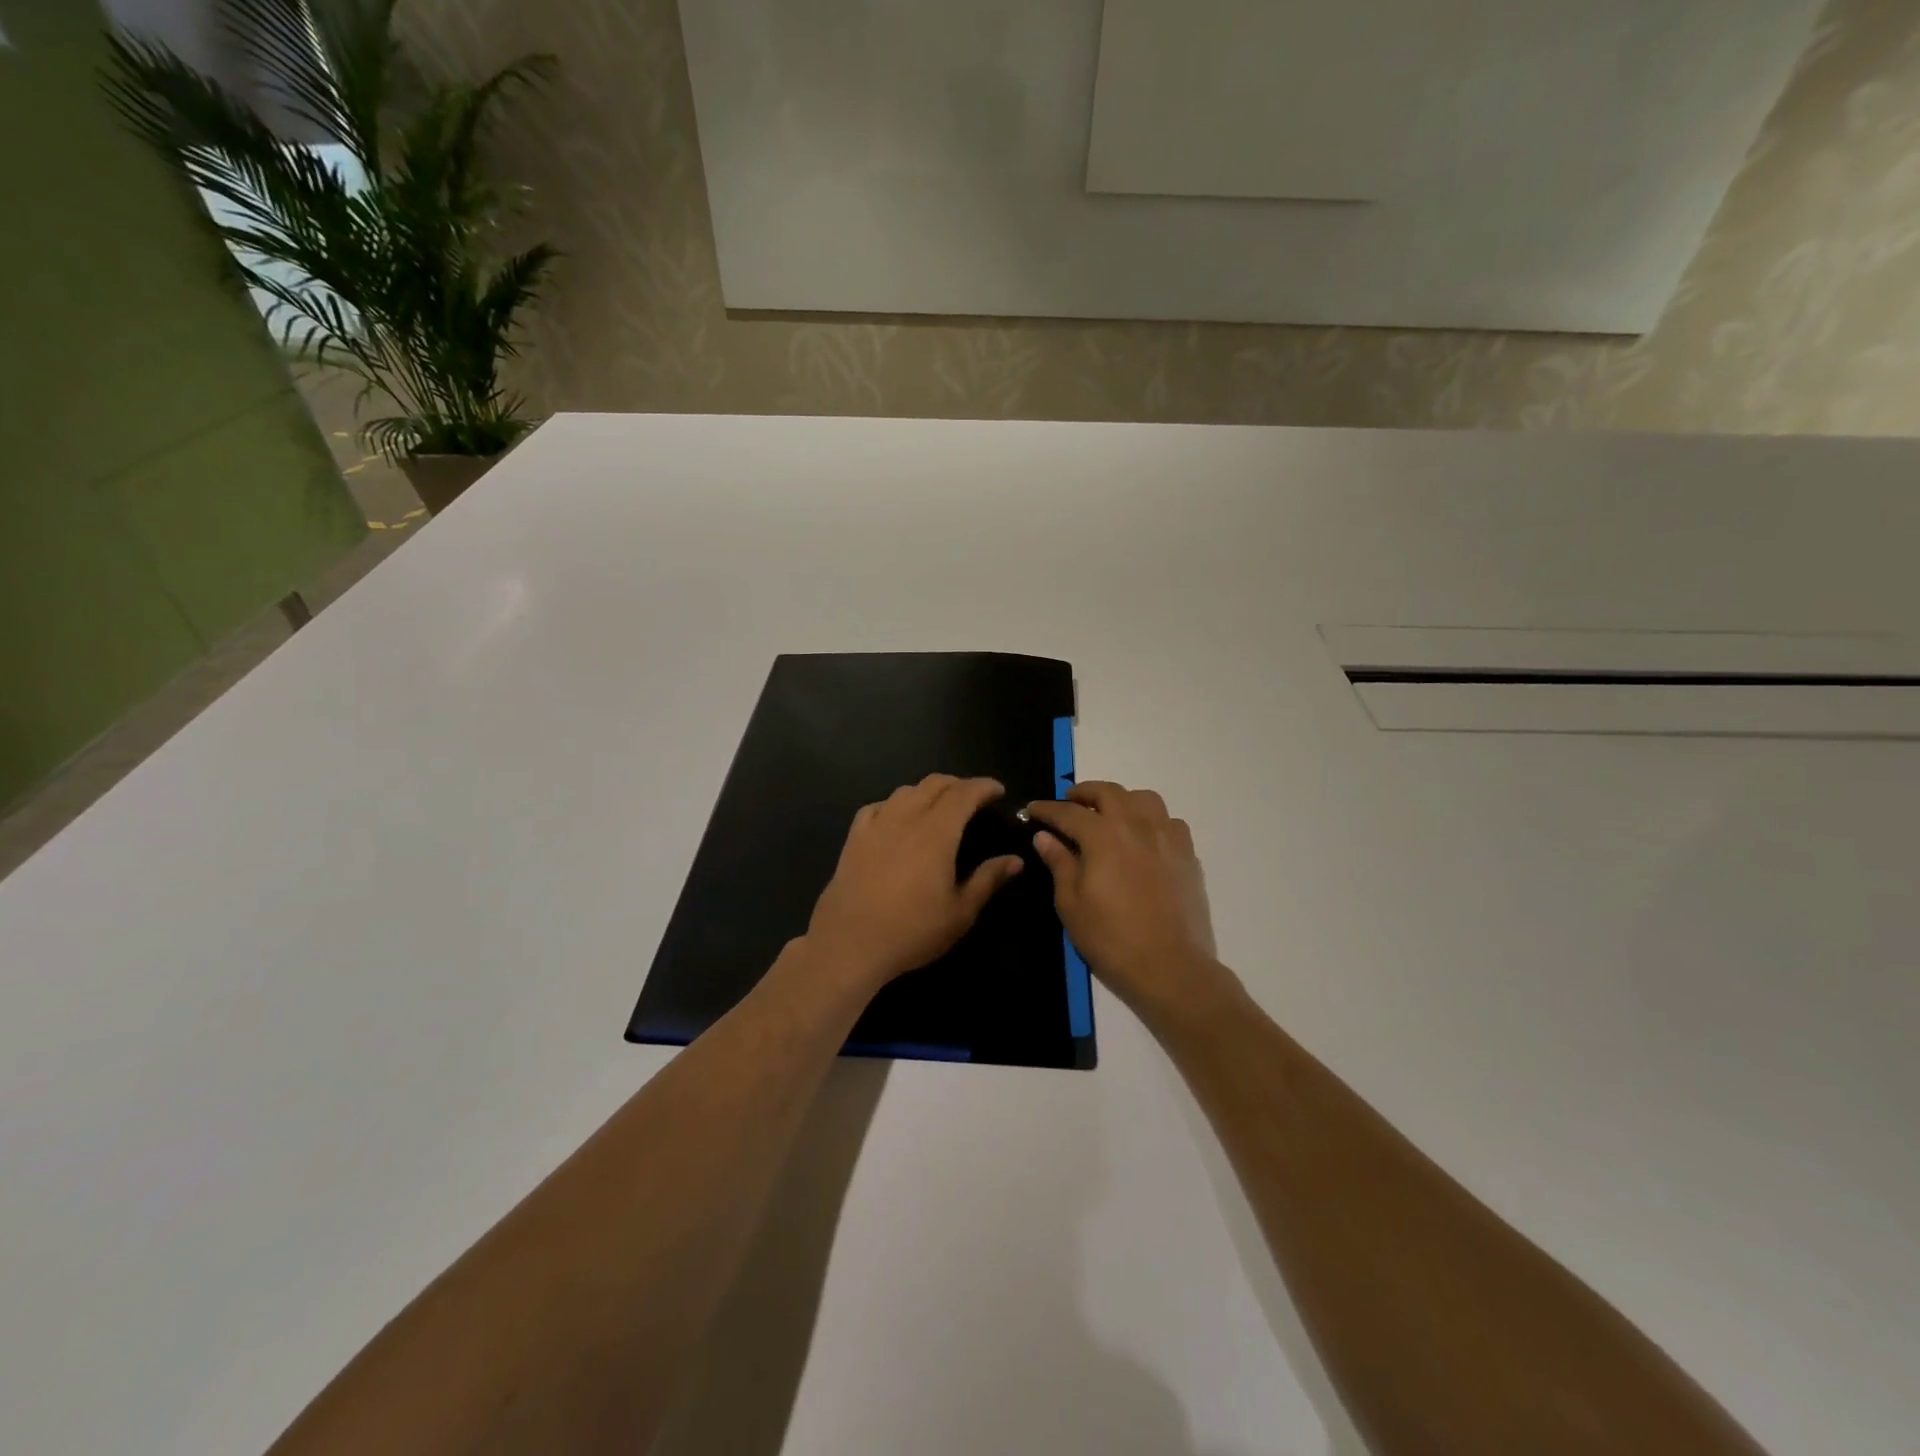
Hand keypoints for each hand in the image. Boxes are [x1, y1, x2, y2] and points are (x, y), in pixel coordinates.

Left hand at [805, 775, 1024, 995]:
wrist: (849, 944)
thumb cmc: (912, 931)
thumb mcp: (960, 912)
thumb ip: (988, 880)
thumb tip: (1015, 860)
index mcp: (936, 832)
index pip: (964, 793)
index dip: (984, 786)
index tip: (998, 791)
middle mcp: (906, 818)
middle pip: (934, 784)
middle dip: (958, 784)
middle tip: (973, 798)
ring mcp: (876, 826)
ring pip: (905, 791)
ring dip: (927, 791)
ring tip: (938, 806)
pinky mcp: (853, 838)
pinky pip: (876, 807)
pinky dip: (893, 805)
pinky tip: (896, 818)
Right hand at [1025, 782, 1233, 1023]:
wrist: (1171, 967)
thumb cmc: (1112, 939)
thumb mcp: (1071, 904)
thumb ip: (1059, 863)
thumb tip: (1045, 836)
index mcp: (1103, 836)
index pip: (1068, 812)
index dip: (1047, 809)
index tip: (1032, 810)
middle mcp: (1136, 825)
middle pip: (1108, 792)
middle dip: (1084, 793)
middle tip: (1069, 802)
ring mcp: (1166, 837)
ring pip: (1144, 798)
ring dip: (1121, 799)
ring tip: (1110, 813)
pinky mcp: (1187, 854)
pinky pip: (1170, 821)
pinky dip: (1152, 820)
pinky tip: (1145, 837)